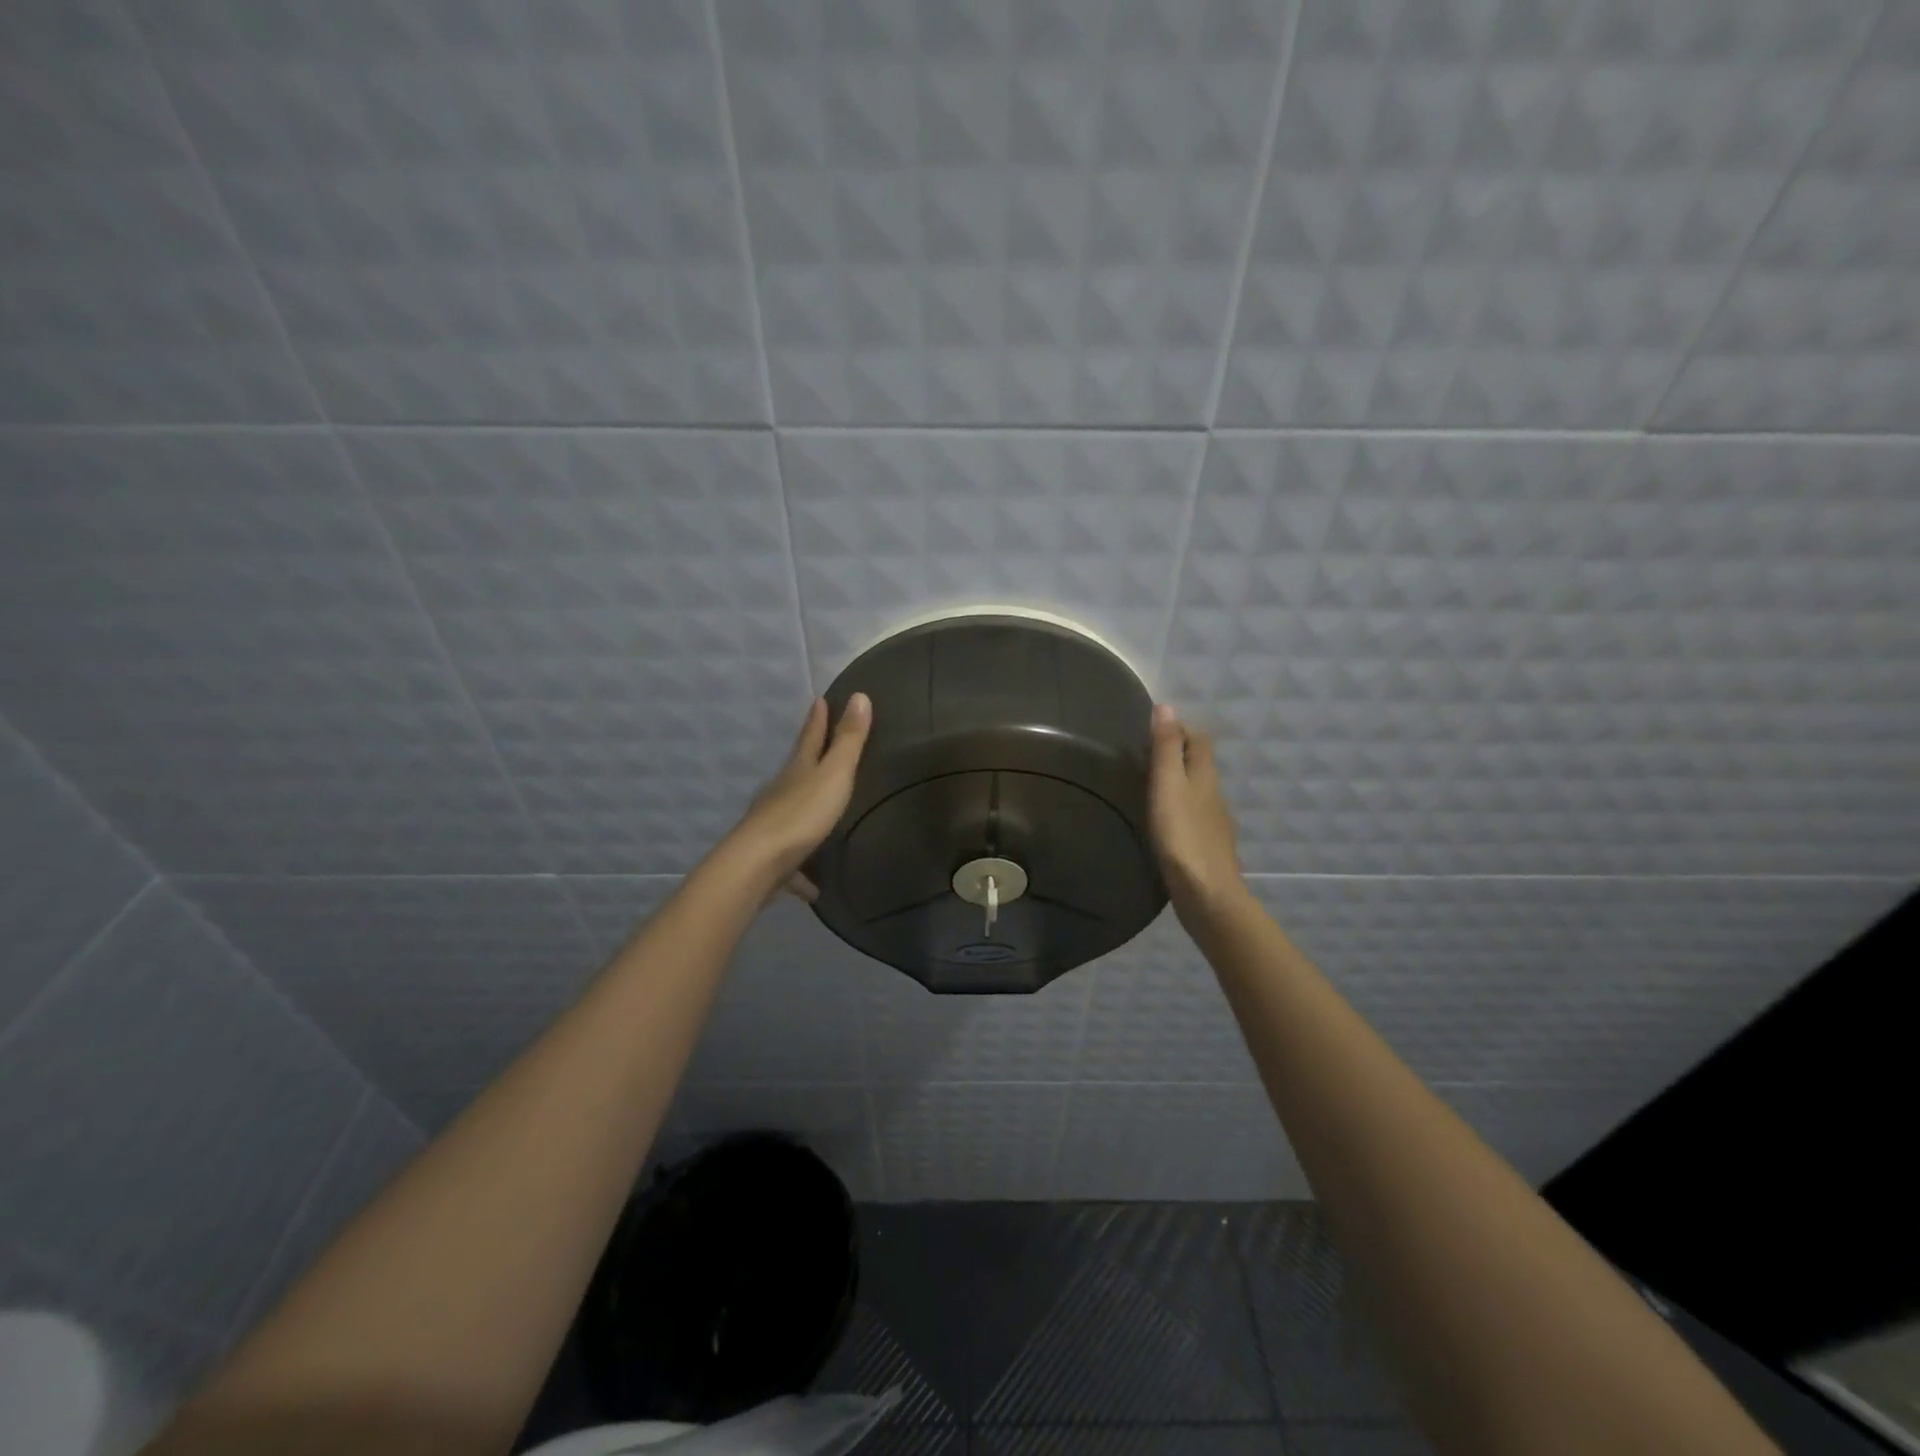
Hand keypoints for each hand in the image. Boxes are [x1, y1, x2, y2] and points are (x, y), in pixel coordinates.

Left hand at [729, 693, 872, 900]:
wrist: (757, 865)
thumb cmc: (801, 815)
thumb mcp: (833, 774)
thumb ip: (848, 740)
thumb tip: (859, 695)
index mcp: (798, 771)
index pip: (810, 738)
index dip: (818, 720)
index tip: (819, 700)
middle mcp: (781, 793)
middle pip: (797, 770)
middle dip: (807, 757)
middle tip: (818, 744)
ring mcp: (772, 825)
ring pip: (790, 813)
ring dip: (804, 811)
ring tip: (820, 816)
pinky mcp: (771, 859)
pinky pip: (792, 863)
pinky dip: (802, 871)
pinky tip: (813, 887)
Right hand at [1148, 703, 1245, 924]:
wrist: (1207, 895)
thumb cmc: (1183, 836)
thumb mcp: (1168, 786)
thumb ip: (1166, 749)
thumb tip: (1167, 706)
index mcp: (1205, 777)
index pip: (1199, 740)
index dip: (1180, 728)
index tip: (1153, 727)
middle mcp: (1215, 795)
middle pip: (1200, 764)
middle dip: (1178, 754)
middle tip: (1146, 754)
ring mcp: (1215, 824)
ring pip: (1198, 792)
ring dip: (1179, 783)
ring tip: (1150, 786)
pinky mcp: (1208, 848)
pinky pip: (1195, 817)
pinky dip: (1180, 809)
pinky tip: (1165, 823)